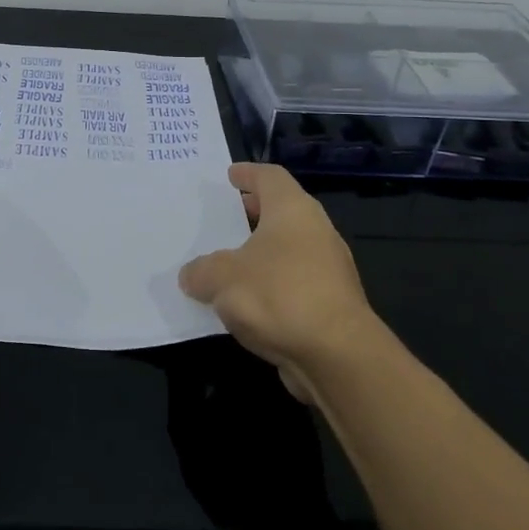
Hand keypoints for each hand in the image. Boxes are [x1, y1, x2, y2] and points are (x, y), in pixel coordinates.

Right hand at [179, 163, 390, 400]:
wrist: (337, 356)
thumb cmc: (278, 296)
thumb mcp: (222, 278)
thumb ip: (201, 271)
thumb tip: (192, 275)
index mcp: (293, 210)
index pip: (270, 177)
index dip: (248, 173)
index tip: (230, 175)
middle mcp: (315, 231)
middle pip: (282, 212)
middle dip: (253, 213)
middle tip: (224, 218)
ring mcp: (328, 268)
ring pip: (288, 249)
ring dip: (261, 253)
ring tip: (227, 263)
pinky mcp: (331, 303)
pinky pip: (293, 282)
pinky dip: (270, 284)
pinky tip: (246, 301)